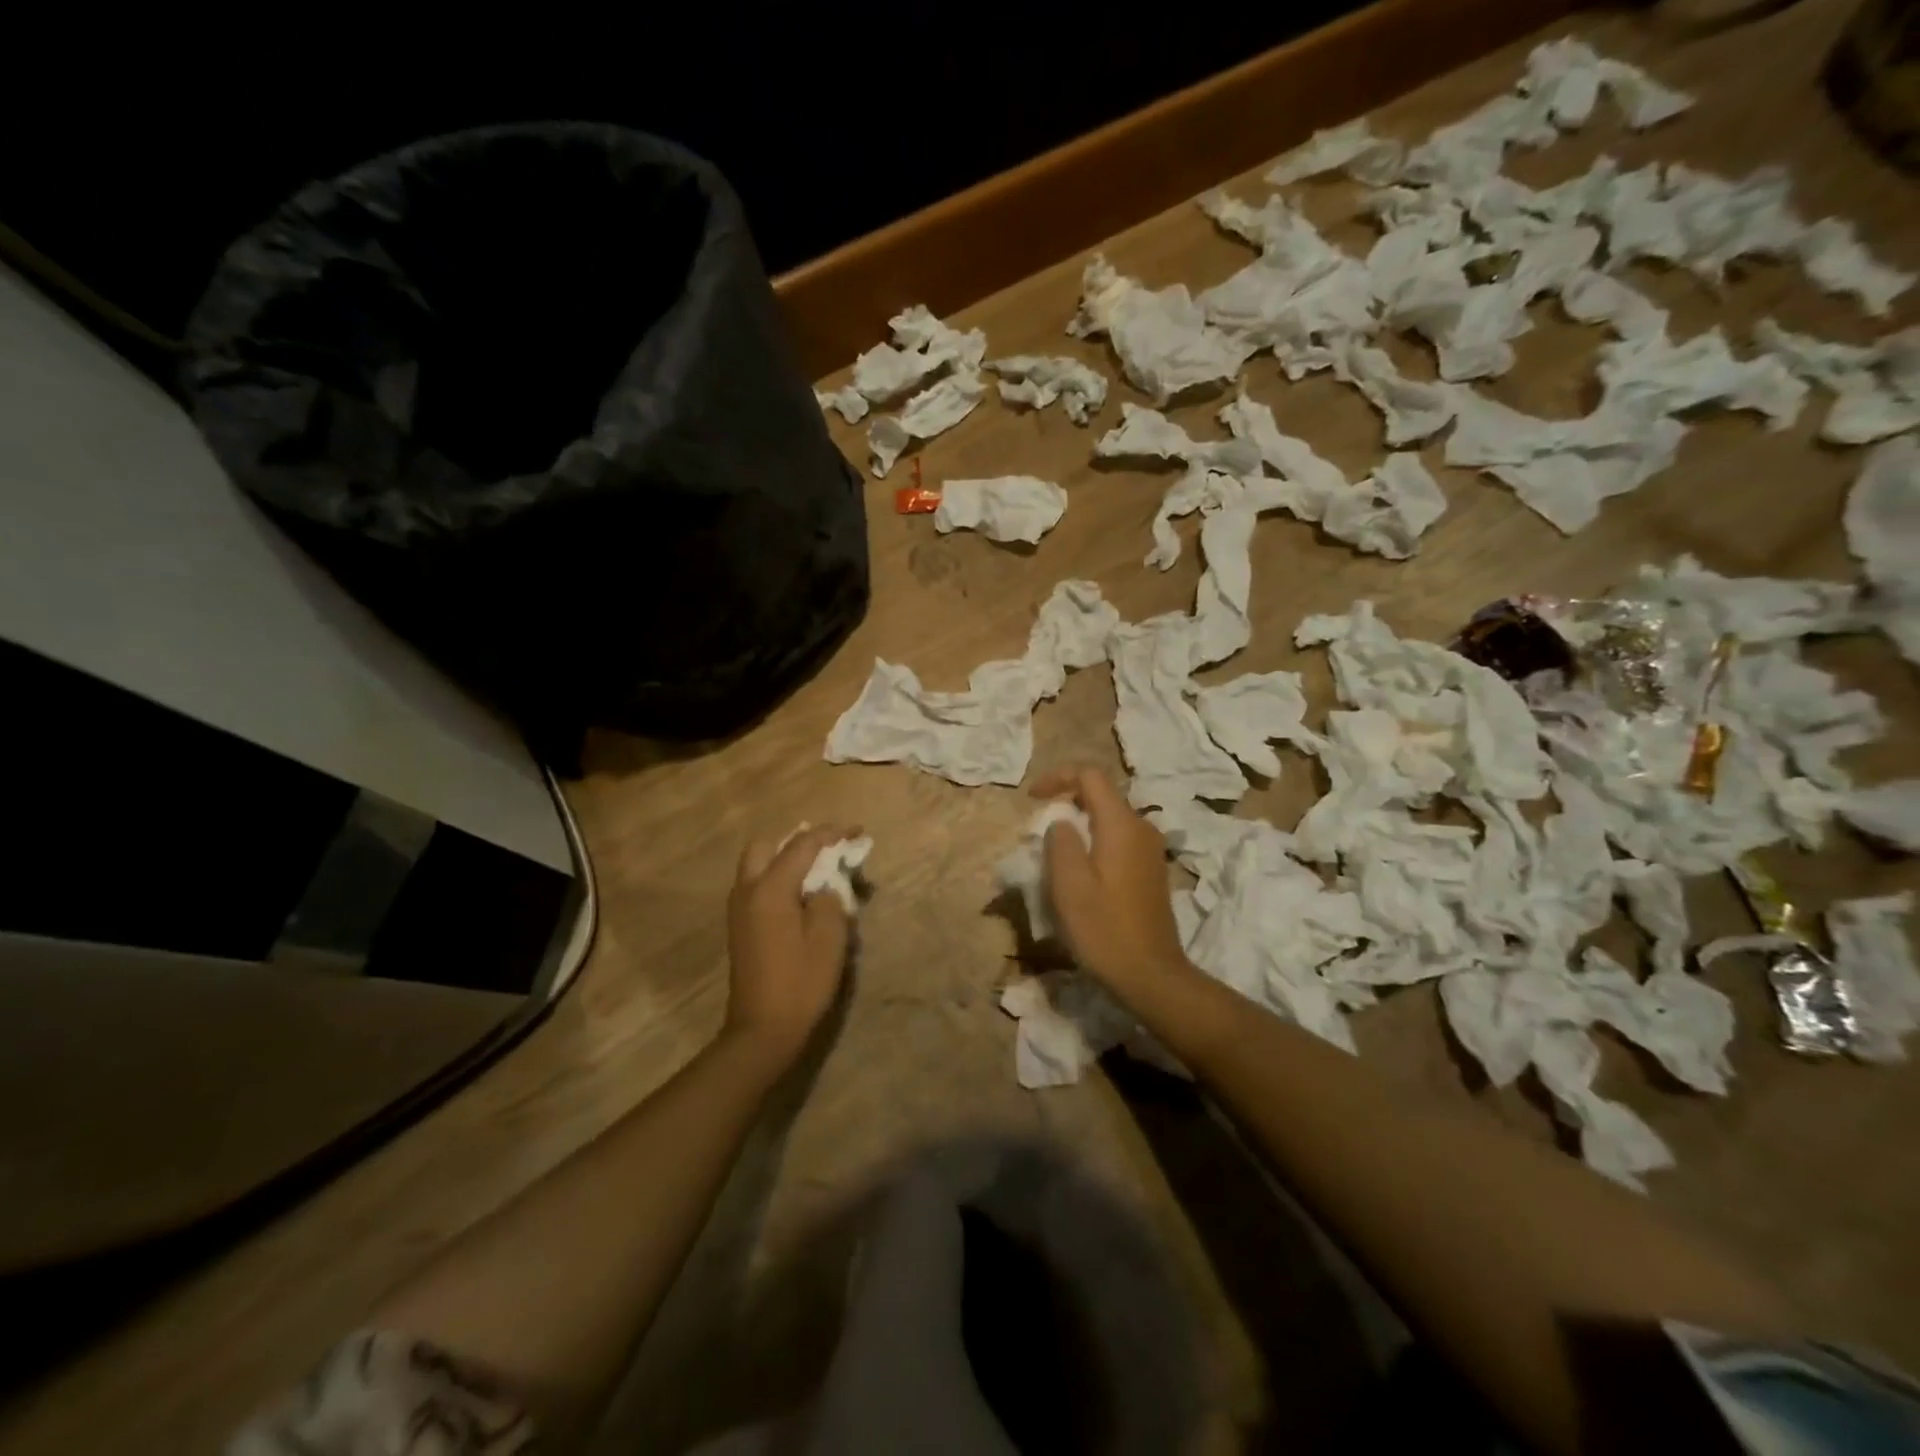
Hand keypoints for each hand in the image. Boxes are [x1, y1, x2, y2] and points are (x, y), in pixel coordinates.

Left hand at [724, 824, 858, 1062]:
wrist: (762, 1030)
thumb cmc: (801, 982)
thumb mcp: (829, 937)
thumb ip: (830, 898)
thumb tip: (826, 883)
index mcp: (770, 889)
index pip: (803, 845)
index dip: (832, 834)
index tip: (857, 831)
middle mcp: (748, 890)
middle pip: (767, 846)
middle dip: (799, 842)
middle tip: (829, 852)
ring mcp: (739, 909)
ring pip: (758, 865)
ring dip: (787, 860)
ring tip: (820, 873)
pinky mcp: (740, 925)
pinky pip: (757, 885)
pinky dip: (779, 878)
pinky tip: (803, 897)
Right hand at [1029, 767, 1197, 1004]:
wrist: (1151, 975)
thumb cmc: (1105, 930)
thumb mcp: (1069, 885)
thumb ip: (1060, 842)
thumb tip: (1062, 822)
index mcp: (1121, 825)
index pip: (1090, 776)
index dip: (1058, 778)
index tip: (1032, 799)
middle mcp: (1141, 828)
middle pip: (1101, 795)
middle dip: (1066, 803)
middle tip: (1039, 832)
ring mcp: (1150, 849)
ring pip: (1109, 819)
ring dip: (1080, 826)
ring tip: (1054, 854)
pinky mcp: (1151, 869)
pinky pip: (1118, 839)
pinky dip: (1095, 842)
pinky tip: (1080, 873)